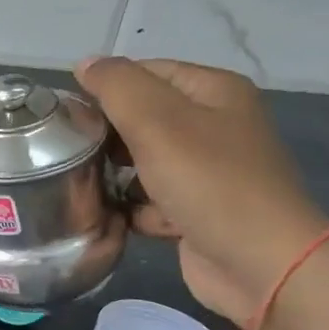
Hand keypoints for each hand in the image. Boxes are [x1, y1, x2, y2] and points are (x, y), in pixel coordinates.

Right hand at [76, 57, 328, 325]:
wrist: (260, 265)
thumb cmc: (209, 183)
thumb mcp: (157, 122)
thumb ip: (117, 86)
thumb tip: (85, 64)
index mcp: (214, 92)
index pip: (145, 72)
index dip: (104, 88)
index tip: (68, 114)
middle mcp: (214, 126)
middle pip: (141, 117)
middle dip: (106, 134)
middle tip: (71, 150)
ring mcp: (207, 171)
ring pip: (141, 161)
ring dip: (114, 174)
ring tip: (86, 184)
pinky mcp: (196, 210)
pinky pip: (150, 199)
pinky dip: (133, 208)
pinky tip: (117, 217)